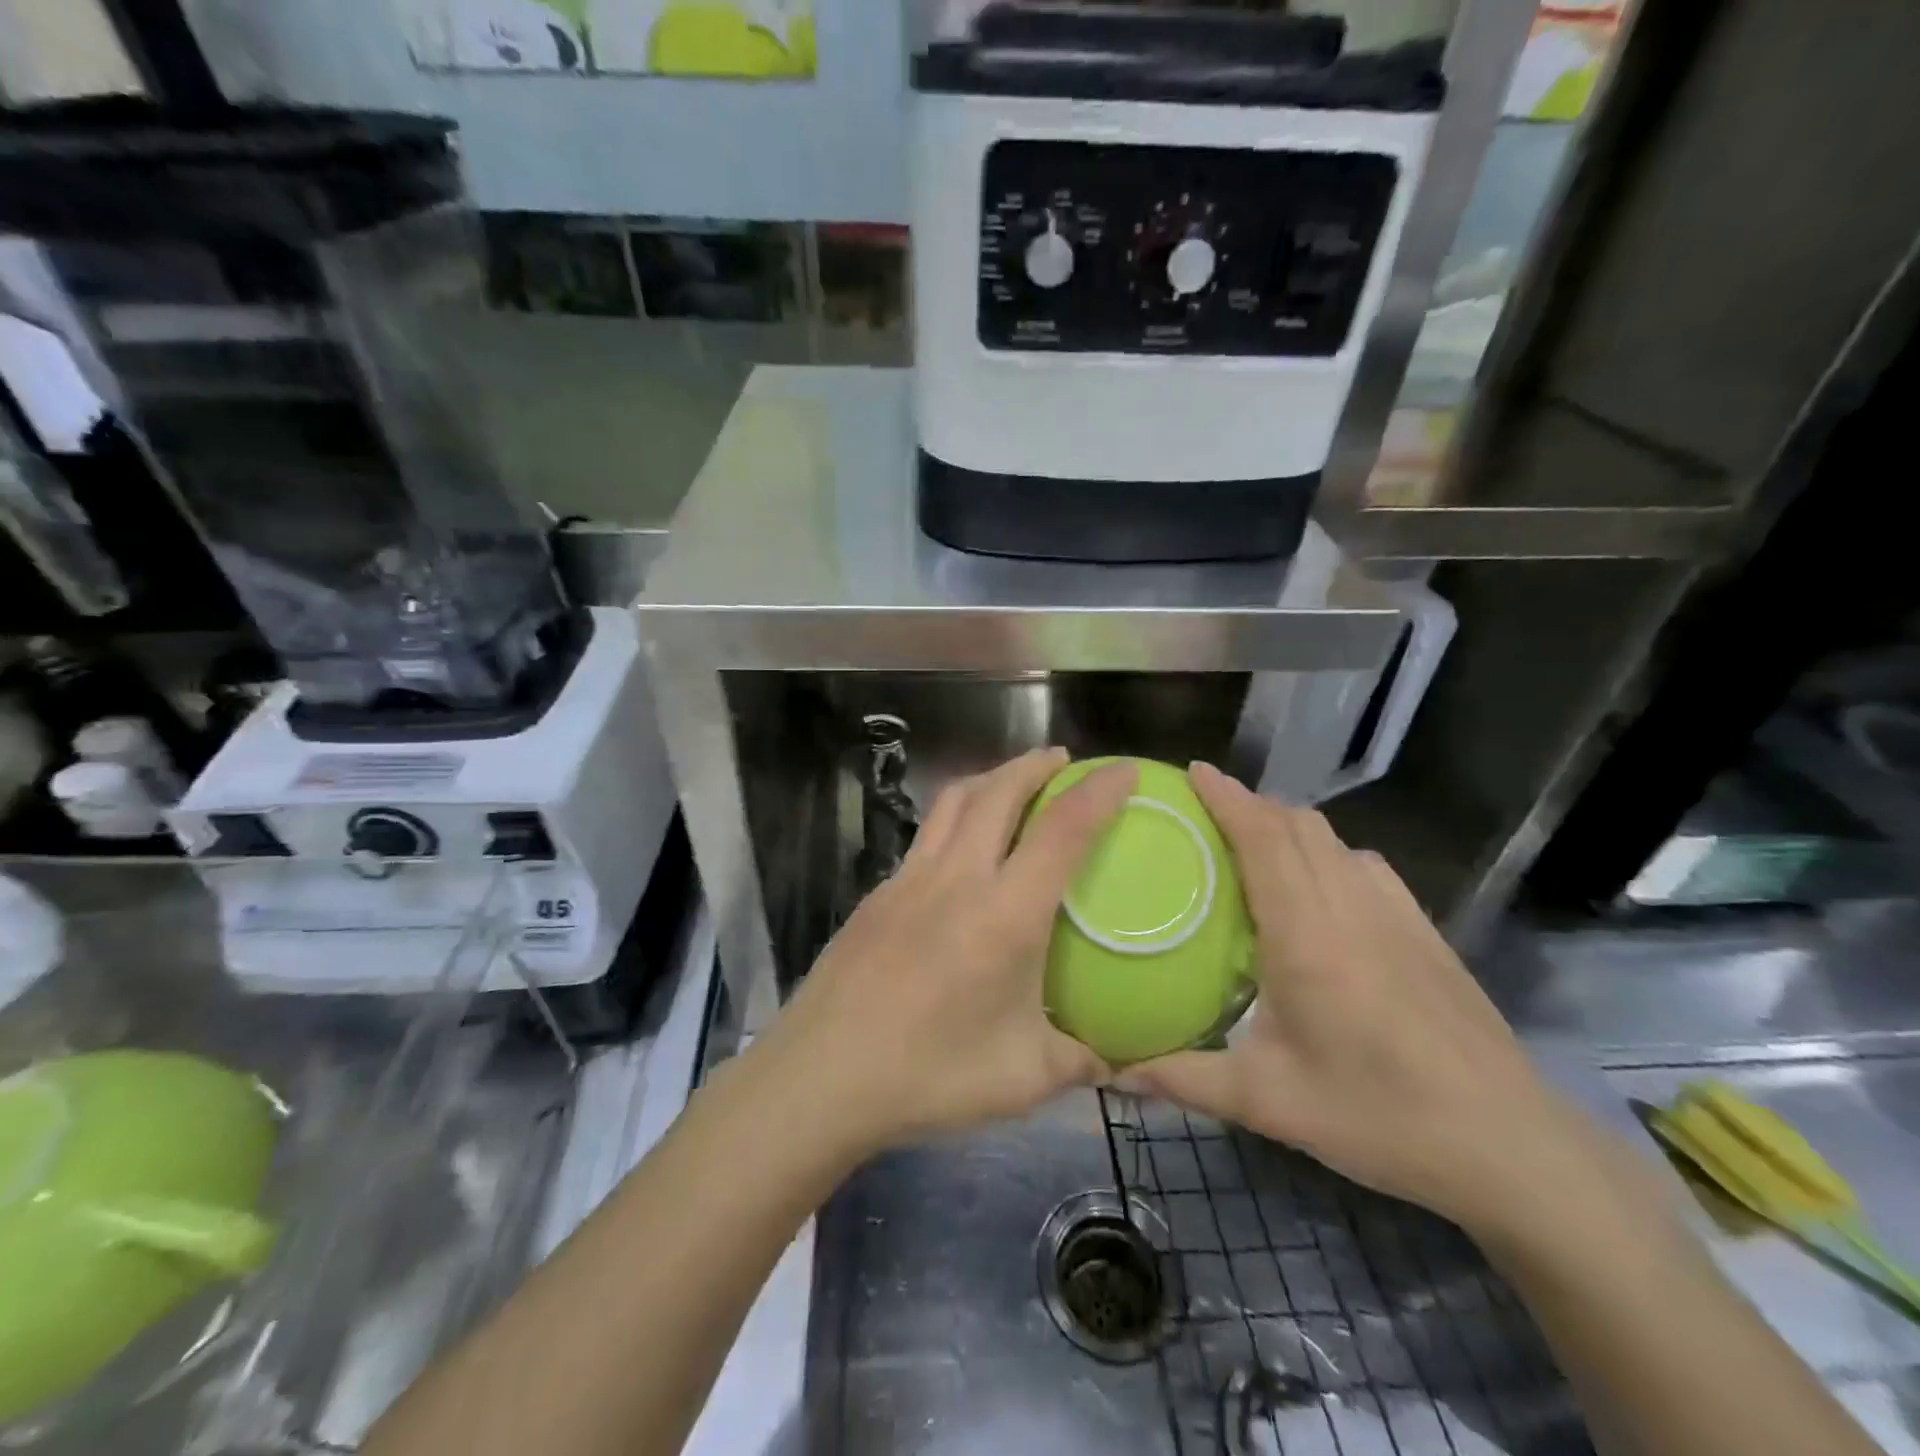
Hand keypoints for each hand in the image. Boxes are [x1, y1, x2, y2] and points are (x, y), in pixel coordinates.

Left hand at [755, 749, 1135, 1154]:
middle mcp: (957, 878)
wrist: (823, 1074)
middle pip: (999, 791)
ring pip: (954, 802)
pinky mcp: (878, 892)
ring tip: (1013, 782)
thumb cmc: (930, 1074)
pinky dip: (955, 818)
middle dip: (1035, 764)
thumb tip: (1118, 1061)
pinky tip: (961, 851)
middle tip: (1062, 761)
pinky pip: (926, 835)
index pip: (1062, 830)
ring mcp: (910, 879)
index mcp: (1005, 914)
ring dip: (991, 778)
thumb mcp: (1022, 1078)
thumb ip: (1079, 1061)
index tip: (1123, 770)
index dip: (1098, 792)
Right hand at [1122, 762, 1609, 1240]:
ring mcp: (1395, 914)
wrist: (1510, 1145)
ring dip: (1288, 824)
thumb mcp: (1269, 1103)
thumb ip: (1183, 1079)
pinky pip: (1365, 865)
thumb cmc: (1378, 1115)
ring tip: (1252, 839)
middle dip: (1250, 803)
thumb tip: (1113, 1074)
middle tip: (1205, 809)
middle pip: (1297, 826)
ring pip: (1333, 840)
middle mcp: (1349, 907)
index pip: (1263, 839)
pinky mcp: (1424, 931)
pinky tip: (1319, 884)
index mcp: (1306, 935)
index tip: (1194, 771)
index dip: (1228, 798)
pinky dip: (1328, 850)